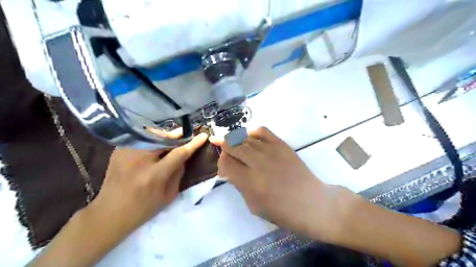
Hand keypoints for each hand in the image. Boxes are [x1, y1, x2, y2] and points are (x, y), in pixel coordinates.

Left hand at [90, 134, 207, 233]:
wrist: (108, 214)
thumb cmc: (143, 209)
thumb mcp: (168, 195)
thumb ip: (178, 173)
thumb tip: (184, 156)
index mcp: (154, 175)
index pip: (179, 153)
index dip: (193, 144)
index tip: (203, 135)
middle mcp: (139, 159)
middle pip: (165, 138)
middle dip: (177, 137)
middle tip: (185, 138)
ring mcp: (126, 152)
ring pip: (153, 135)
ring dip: (165, 138)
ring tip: (171, 143)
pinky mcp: (119, 150)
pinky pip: (142, 139)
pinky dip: (152, 141)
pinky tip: (154, 148)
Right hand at [210, 127, 352, 241]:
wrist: (311, 202)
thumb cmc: (282, 211)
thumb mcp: (253, 205)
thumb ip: (239, 184)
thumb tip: (230, 169)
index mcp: (250, 181)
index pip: (225, 163)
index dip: (220, 164)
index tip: (224, 168)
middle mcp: (258, 162)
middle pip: (232, 145)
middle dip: (224, 148)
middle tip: (224, 152)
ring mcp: (271, 150)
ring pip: (245, 138)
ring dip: (236, 141)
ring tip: (234, 145)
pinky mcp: (282, 145)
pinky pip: (262, 131)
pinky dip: (252, 133)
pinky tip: (250, 139)